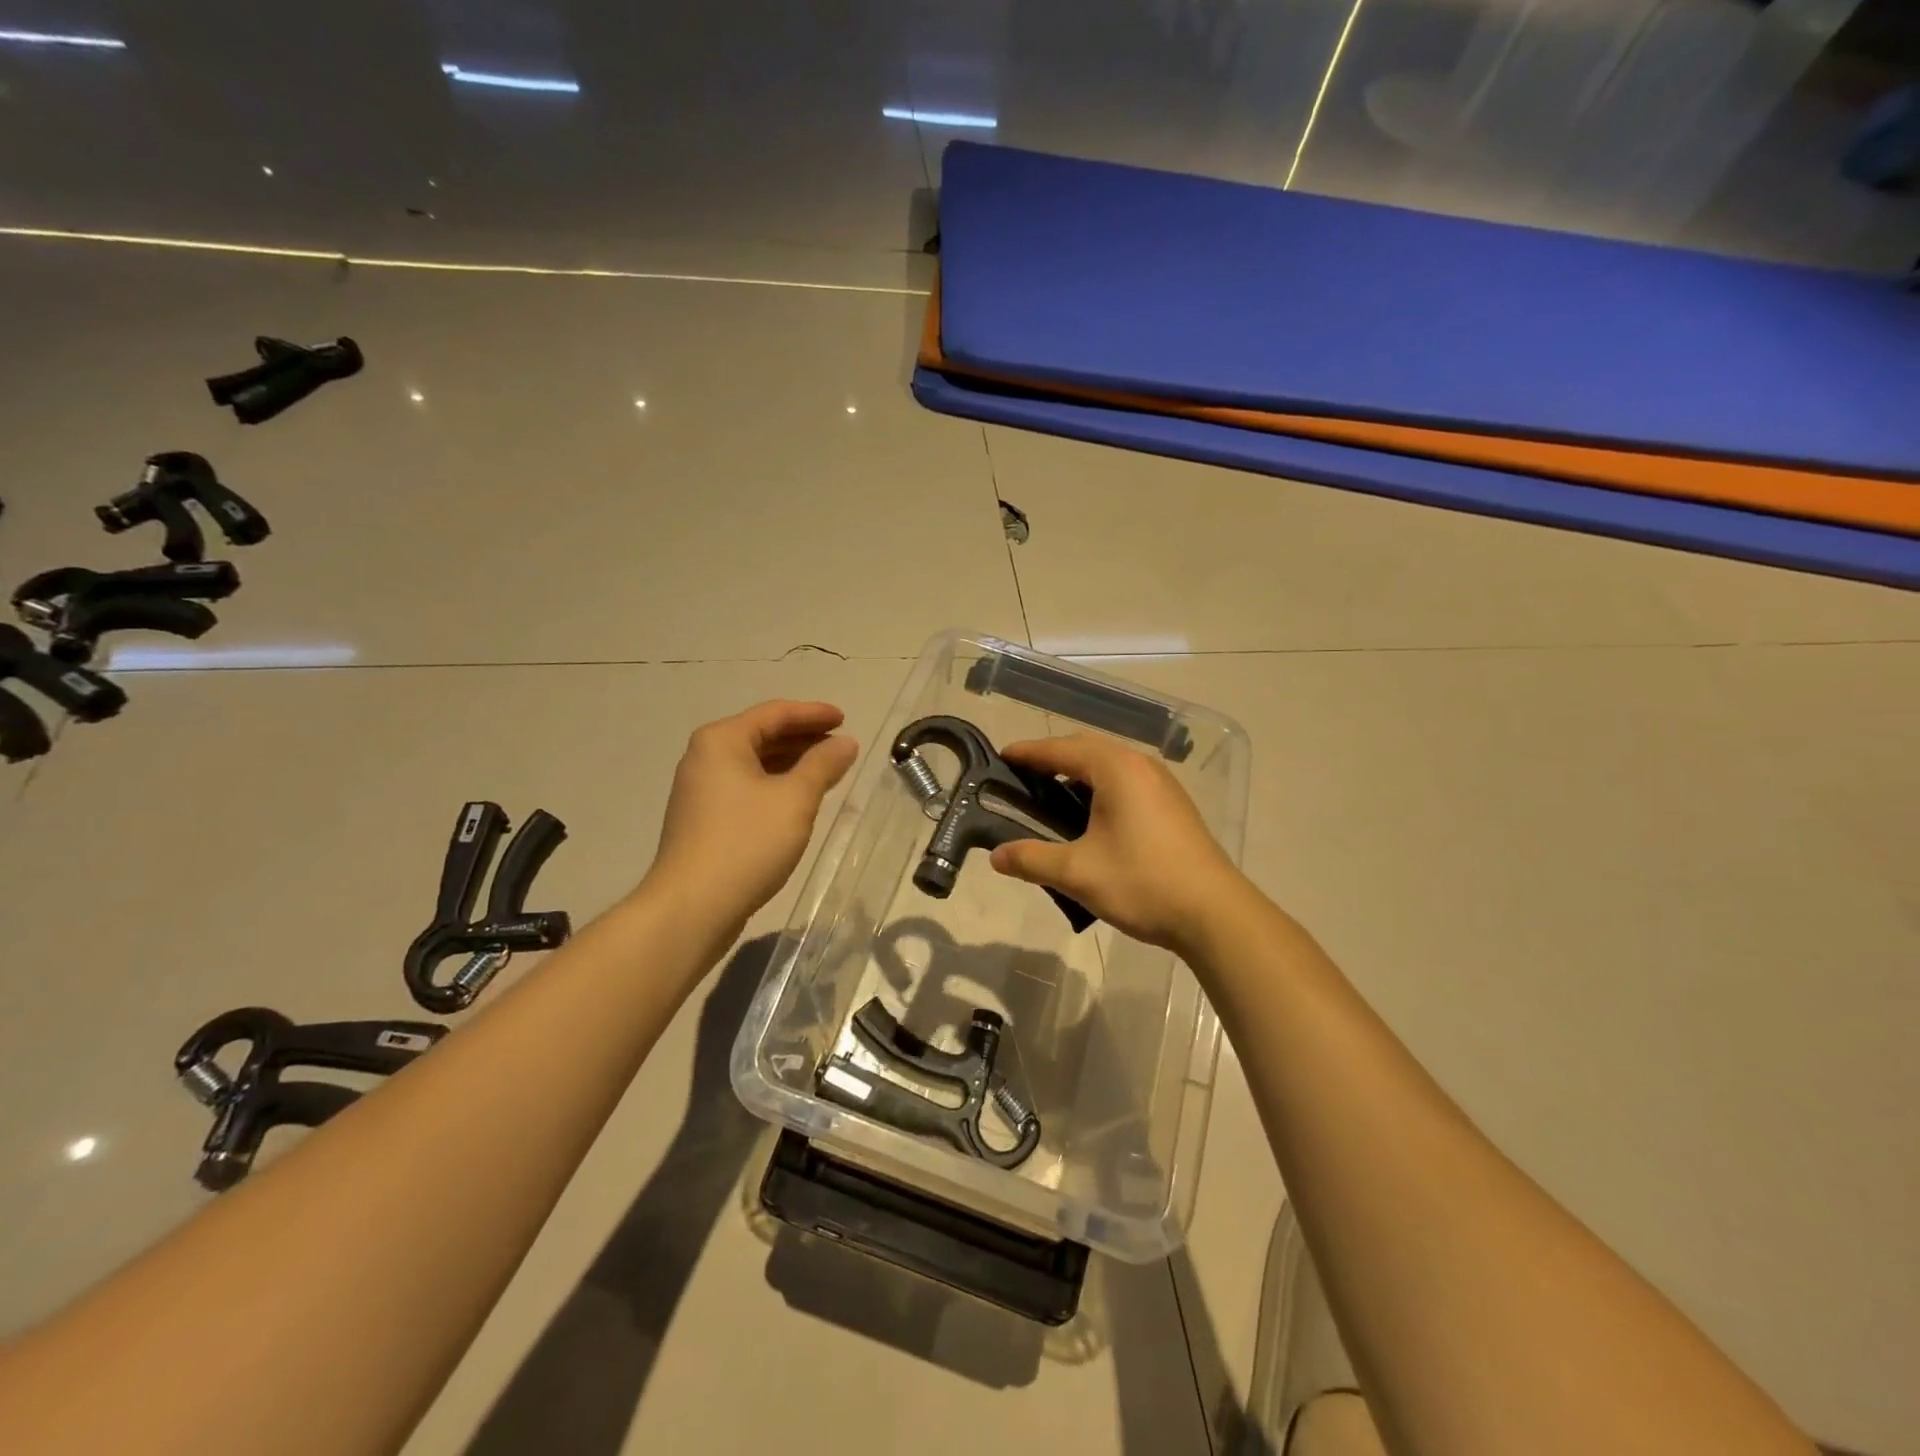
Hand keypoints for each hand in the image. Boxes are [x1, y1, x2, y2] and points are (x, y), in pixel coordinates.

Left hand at [649, 700, 857, 926]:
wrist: (692, 906)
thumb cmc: (747, 843)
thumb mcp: (795, 799)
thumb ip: (823, 765)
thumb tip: (846, 742)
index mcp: (722, 740)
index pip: (775, 713)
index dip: (814, 713)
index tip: (846, 719)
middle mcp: (705, 757)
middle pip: (762, 734)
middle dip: (804, 738)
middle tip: (841, 745)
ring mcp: (700, 790)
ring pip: (754, 763)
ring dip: (791, 763)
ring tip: (827, 770)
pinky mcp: (703, 819)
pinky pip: (746, 787)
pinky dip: (775, 784)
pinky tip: (798, 799)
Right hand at [989, 734, 1246, 953]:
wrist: (1215, 914)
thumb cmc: (1142, 883)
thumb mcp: (1078, 873)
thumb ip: (1031, 859)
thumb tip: (996, 857)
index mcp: (1116, 769)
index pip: (1061, 749)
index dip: (1028, 752)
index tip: (1001, 757)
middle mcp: (1141, 766)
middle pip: (1087, 749)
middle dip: (1052, 758)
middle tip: (1022, 778)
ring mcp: (1163, 785)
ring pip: (1110, 766)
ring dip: (1078, 774)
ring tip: (1050, 797)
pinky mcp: (1173, 806)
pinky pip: (1127, 783)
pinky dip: (1100, 789)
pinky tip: (1090, 818)